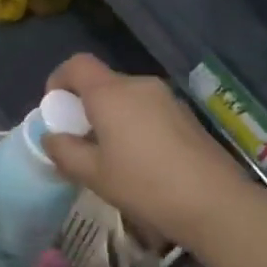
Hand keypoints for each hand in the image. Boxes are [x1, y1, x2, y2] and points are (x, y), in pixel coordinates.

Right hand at [42, 55, 247, 244]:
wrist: (215, 202)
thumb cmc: (145, 185)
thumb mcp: (94, 175)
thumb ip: (65, 152)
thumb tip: (50, 137)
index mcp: (111, 93)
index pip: (77, 64)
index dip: (59, 79)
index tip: (55, 109)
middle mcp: (139, 85)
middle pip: (103, 82)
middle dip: (86, 106)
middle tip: (81, 141)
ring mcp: (166, 98)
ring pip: (127, 97)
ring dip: (112, 117)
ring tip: (112, 156)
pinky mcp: (186, 115)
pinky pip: (149, 110)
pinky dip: (135, 125)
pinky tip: (142, 162)